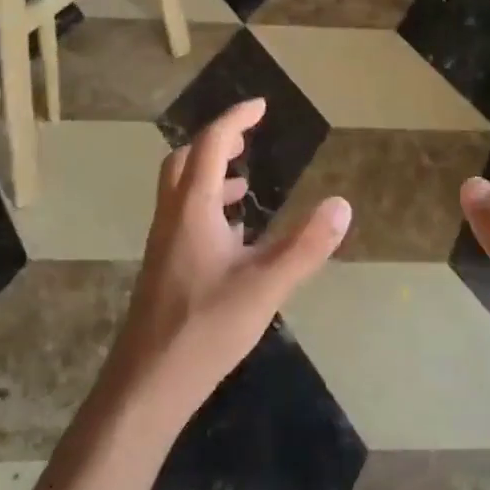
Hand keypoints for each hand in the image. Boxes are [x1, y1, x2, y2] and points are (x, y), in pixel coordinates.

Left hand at [105, 98, 352, 425]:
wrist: (147, 384)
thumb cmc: (205, 329)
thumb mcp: (265, 286)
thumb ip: (305, 246)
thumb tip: (341, 205)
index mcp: (193, 209)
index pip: (209, 145)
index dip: (235, 120)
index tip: (261, 106)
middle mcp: (172, 217)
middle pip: (184, 161)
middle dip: (215, 142)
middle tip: (247, 141)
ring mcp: (163, 243)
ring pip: (180, 190)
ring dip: (209, 175)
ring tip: (243, 186)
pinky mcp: (163, 267)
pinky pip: (183, 217)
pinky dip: (207, 207)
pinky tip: (232, 238)